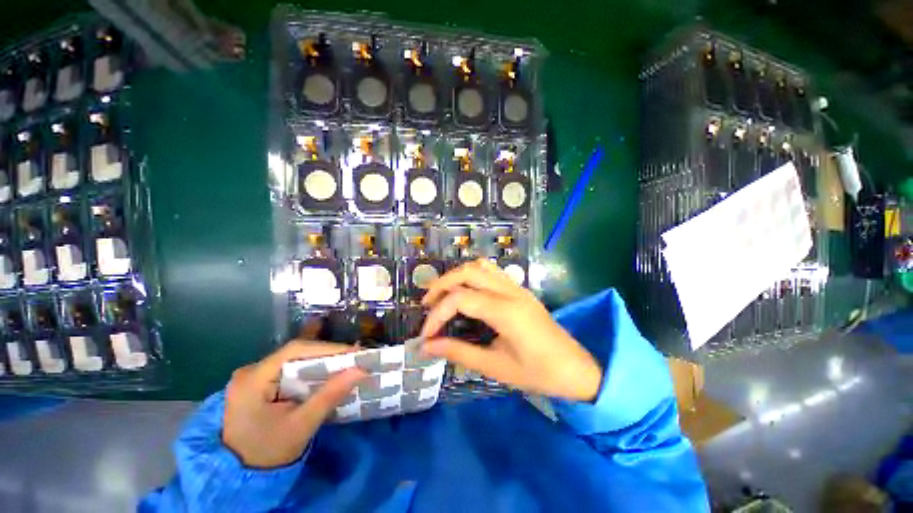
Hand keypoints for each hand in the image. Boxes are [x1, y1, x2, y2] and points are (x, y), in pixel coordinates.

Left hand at [222, 340, 366, 467]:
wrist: (240, 477)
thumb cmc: (268, 453)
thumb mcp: (301, 426)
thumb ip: (330, 396)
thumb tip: (361, 371)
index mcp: (253, 379)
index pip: (295, 351)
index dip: (328, 348)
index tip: (355, 353)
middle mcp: (251, 371)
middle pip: (296, 353)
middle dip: (328, 355)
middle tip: (355, 358)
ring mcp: (255, 377)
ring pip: (295, 361)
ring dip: (322, 362)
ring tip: (348, 365)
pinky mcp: (261, 384)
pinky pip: (291, 371)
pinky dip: (312, 372)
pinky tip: (328, 375)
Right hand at [420, 259, 602, 401]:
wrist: (575, 368)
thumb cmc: (538, 373)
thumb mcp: (495, 367)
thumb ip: (459, 352)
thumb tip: (428, 347)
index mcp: (506, 312)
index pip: (460, 299)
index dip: (437, 314)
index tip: (426, 336)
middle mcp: (510, 292)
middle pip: (467, 272)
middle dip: (441, 285)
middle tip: (427, 305)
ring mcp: (516, 287)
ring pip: (480, 266)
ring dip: (457, 276)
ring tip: (443, 294)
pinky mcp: (519, 289)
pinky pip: (491, 271)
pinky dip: (472, 275)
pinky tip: (466, 291)